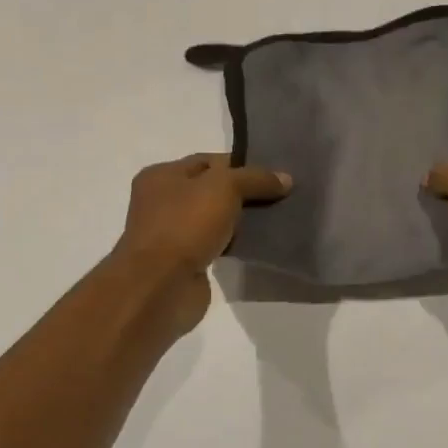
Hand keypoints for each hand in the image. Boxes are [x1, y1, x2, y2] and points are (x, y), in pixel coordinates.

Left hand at [113, 154, 290, 333]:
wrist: (161, 286)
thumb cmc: (186, 224)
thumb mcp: (226, 187)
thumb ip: (256, 178)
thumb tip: (286, 178)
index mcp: (161, 175)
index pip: (208, 161)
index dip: (241, 165)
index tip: (273, 173)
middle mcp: (161, 202)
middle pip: (212, 190)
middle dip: (244, 193)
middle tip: (280, 195)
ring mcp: (172, 233)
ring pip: (216, 218)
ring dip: (241, 220)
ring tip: (276, 218)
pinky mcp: (184, 261)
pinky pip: (216, 243)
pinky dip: (235, 243)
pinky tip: (258, 243)